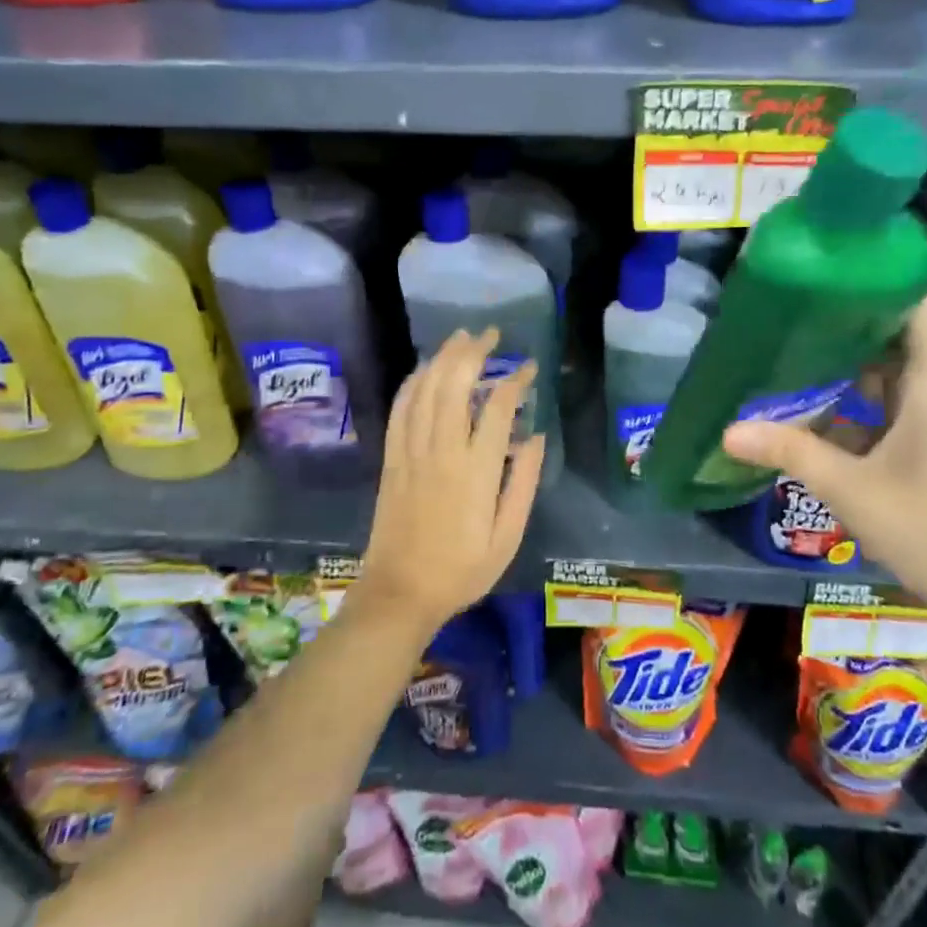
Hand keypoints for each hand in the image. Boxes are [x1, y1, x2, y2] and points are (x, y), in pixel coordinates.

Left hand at [357, 328, 544, 635]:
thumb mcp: (507, 536)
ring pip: (426, 389)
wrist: (400, 592)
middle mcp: (442, 450)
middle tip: (491, 334)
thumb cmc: (462, 569)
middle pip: (454, 384)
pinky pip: (400, 409)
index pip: (498, 406)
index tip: (529, 368)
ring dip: (443, 357)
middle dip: (474, 352)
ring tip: (462, 337)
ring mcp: (411, 451)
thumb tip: (535, 436)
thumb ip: (523, 483)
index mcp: (476, 469)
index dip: (515, 380)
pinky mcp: (391, 458)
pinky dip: (413, 382)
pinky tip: (424, 369)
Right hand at [721, 291, 926, 640]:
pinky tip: (812, 406)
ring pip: (890, 372)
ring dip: (848, 359)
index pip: (922, 305)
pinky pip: (887, 406)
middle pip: (898, 333)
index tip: (836, 262)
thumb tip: (730, 430)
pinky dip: (853, 399)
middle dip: (850, 315)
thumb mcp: (853, 491)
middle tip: (795, 302)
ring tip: (793, 342)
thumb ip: (792, 454)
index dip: (887, 275)